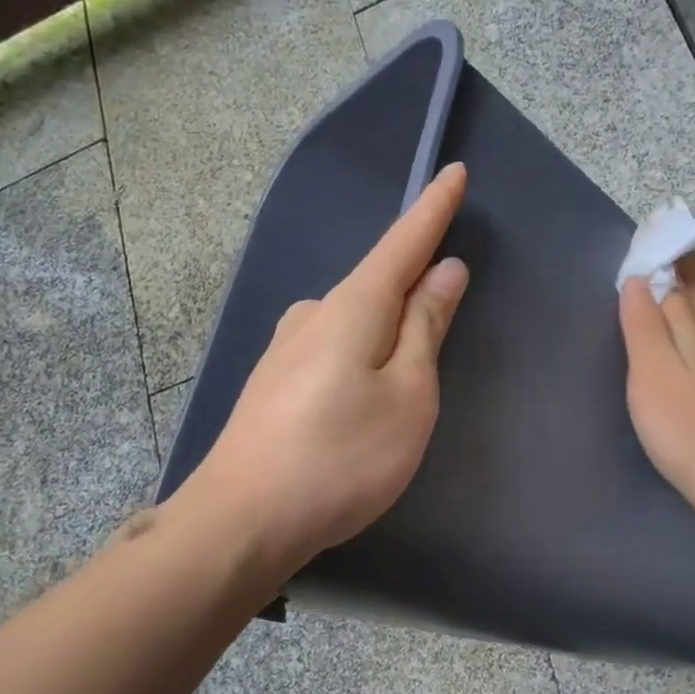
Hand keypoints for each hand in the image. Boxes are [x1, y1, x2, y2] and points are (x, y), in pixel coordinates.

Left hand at [174, 163, 470, 575]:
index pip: (403, 243)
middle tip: (447, 292)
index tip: (453, 172)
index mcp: (353, 307)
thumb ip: (425, 329)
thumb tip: (443, 271)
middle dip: (412, 279)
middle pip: (377, 283)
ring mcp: (286, 348)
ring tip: (410, 359)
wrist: (241, 521)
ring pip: (353, 319)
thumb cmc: (342, 457)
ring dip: (386, 323)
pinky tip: (364, 386)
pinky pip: (333, 347)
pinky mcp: (273, 382)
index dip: (433, 209)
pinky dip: (361, 350)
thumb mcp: (407, 395)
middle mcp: (313, 313)